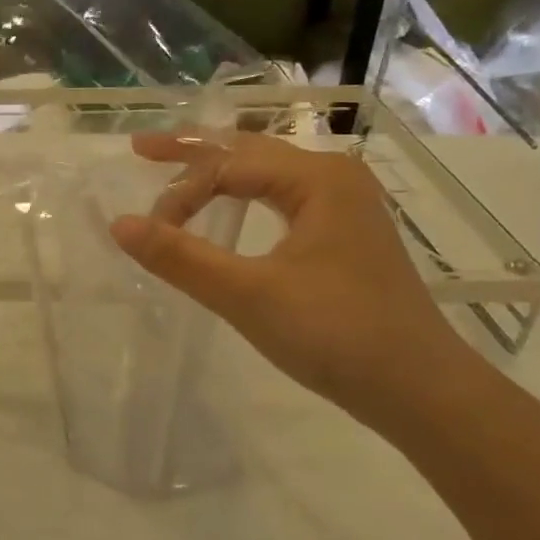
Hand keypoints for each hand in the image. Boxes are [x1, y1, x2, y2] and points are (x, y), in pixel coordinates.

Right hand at [108, 132, 474, 429]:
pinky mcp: (345, 235)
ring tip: (177, 172)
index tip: (149, 232)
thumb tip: (118, 224)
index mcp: (317, 178)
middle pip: (249, 152)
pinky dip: (244, 196)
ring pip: (266, 173)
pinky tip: (229, 208)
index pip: (227, 166)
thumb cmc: (336, 334)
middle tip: (141, 149)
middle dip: (194, 151)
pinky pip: (281, 197)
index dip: (179, 193)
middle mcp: (334, 178)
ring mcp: (344, 205)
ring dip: (219, 172)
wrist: (421, 391)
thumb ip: (180, 257)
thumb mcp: (247, 295)